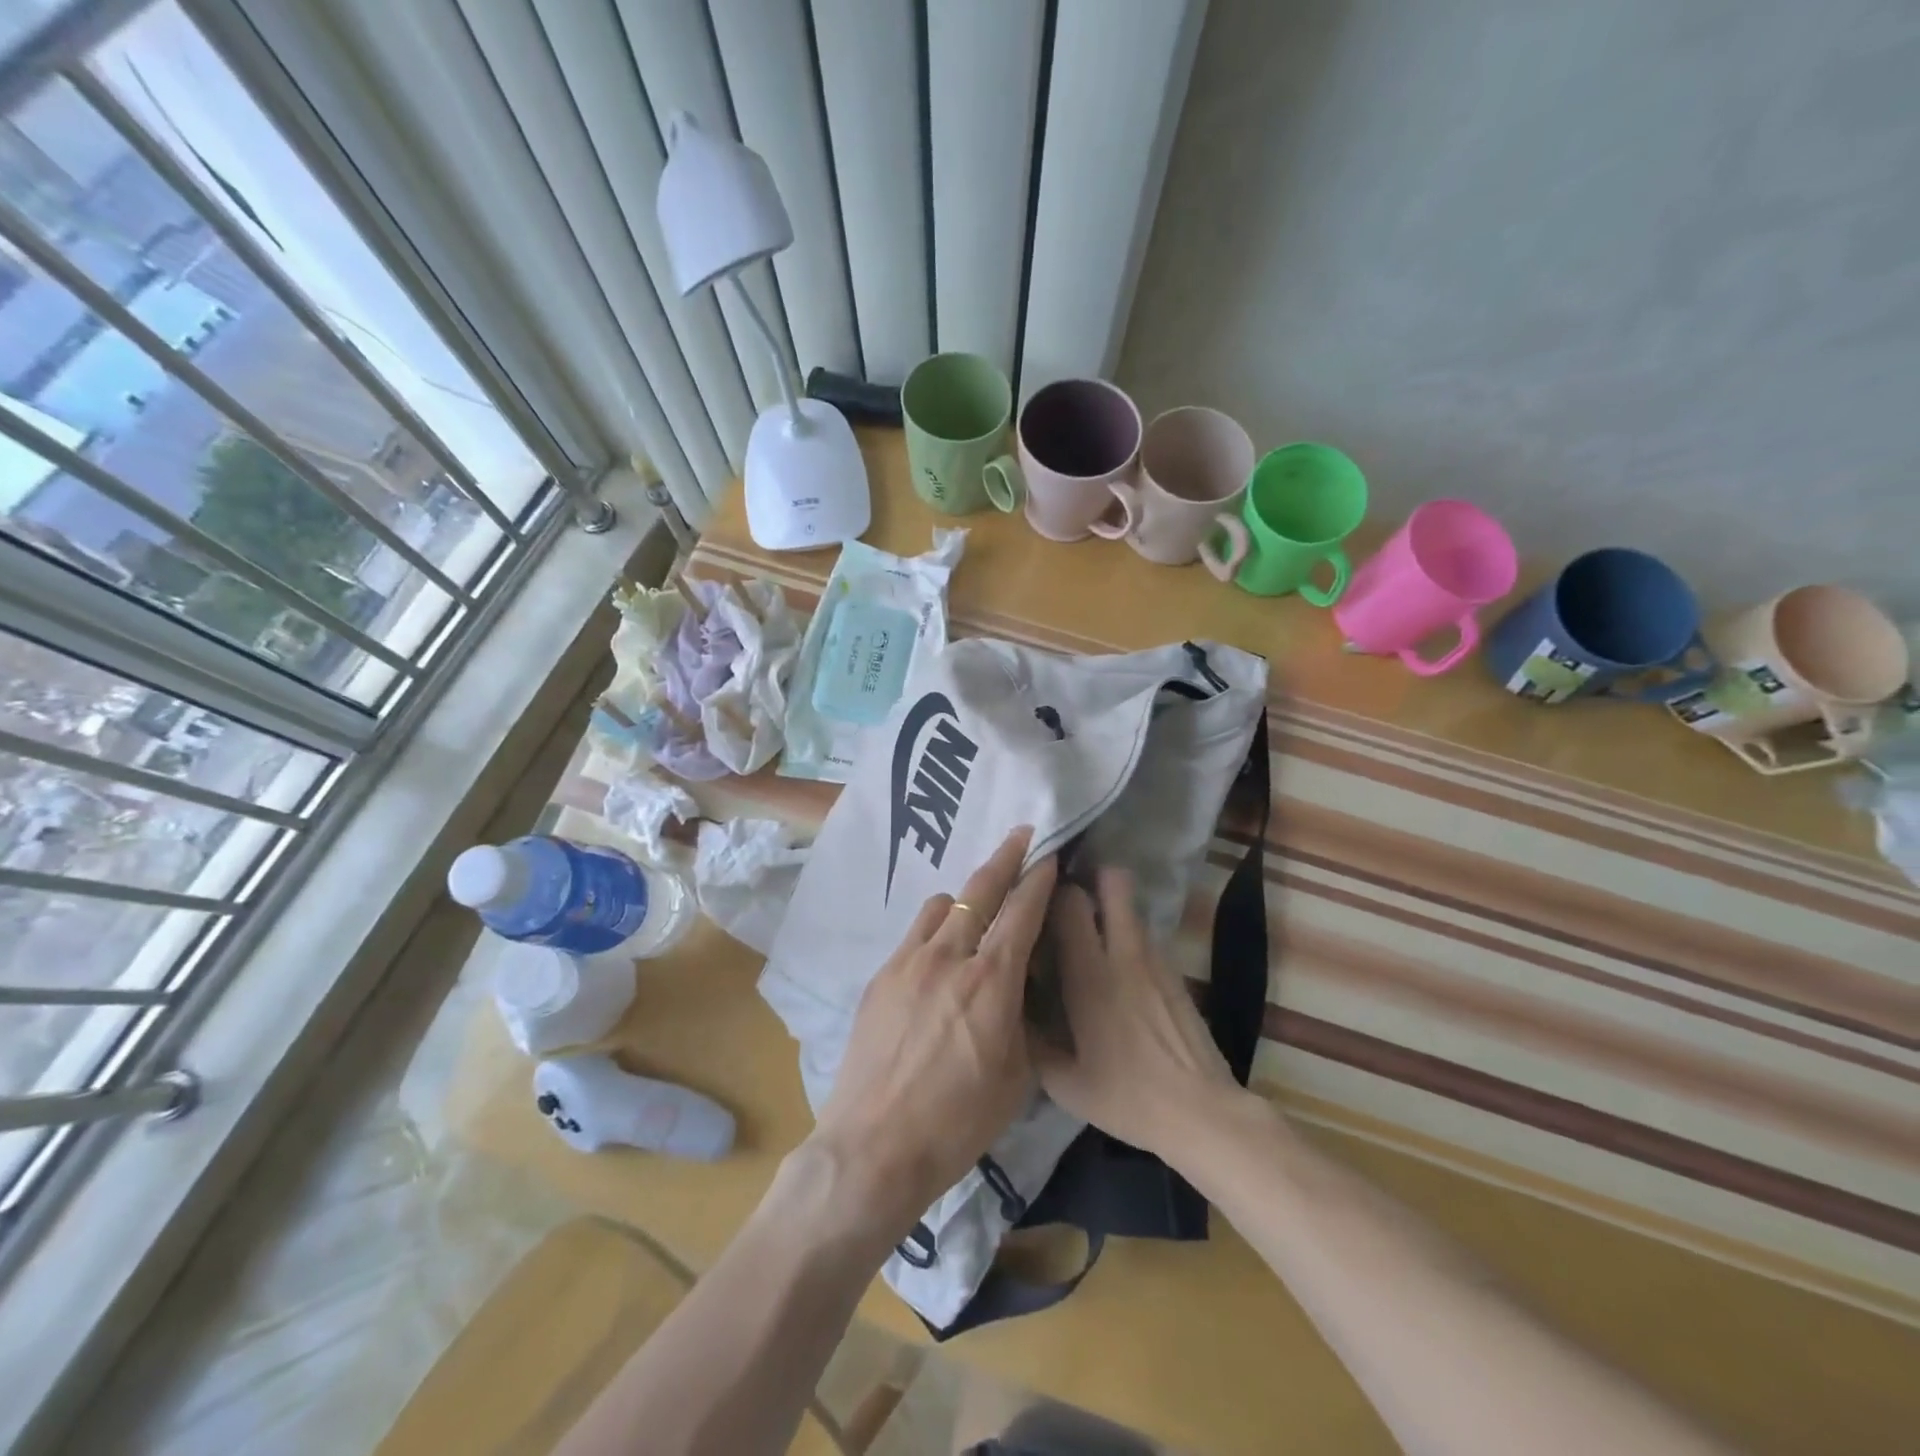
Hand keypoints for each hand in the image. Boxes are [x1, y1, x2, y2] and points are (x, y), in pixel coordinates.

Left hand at [807, 827, 1057, 1242]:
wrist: (875, 1146)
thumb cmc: (958, 1122)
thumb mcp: (1017, 1076)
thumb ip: (1023, 1017)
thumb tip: (1021, 983)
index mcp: (991, 982)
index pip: (1022, 912)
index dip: (1039, 878)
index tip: (1049, 854)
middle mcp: (949, 957)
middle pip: (980, 890)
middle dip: (1005, 857)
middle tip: (1021, 835)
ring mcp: (908, 962)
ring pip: (941, 904)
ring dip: (965, 898)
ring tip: (976, 910)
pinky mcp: (881, 976)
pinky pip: (914, 933)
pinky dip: (935, 928)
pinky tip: (938, 954)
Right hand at [1031, 867, 1245, 1160]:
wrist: (1202, 1113)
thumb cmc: (1126, 1097)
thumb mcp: (1063, 1082)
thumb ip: (1032, 1041)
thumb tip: (1013, 1012)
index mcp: (1089, 975)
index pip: (1069, 902)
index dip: (1051, 890)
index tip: (1036, 896)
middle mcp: (1123, 954)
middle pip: (1113, 881)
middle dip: (1090, 876)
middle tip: (1068, 896)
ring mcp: (1156, 959)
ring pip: (1132, 905)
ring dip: (1111, 903)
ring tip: (1091, 927)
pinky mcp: (1176, 973)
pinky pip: (1146, 935)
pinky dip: (1128, 934)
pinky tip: (1119, 968)